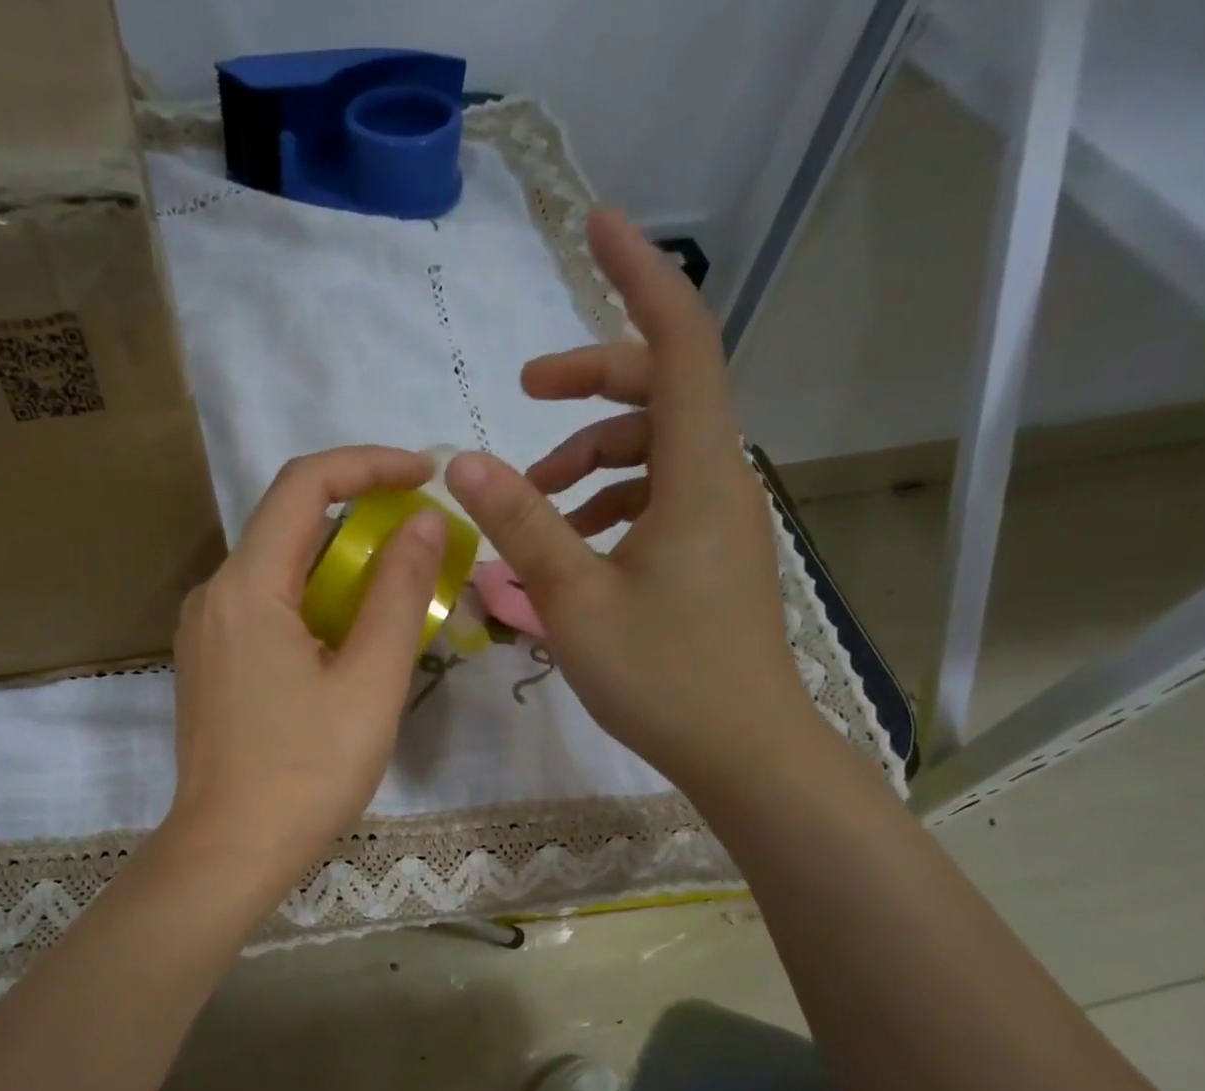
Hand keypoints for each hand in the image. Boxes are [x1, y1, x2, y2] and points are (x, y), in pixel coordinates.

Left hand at [164, 447, 446, 891]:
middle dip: (362, 520)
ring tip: (397, 599)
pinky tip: (349, 644)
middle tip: (424, 545)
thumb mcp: (370, 680)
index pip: (304, 484)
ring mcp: (205, 632)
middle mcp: (214, 595)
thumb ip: (399, 592)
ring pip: (279, 572)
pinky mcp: (210, 664)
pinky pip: (265, 610)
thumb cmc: (306, 771)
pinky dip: (314, 605)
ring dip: (340, 569)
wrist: (229, 851)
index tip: (425, 475)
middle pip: (289, 526)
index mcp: (246, 586)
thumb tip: (424, 522)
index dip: (368, 464)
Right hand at [443, 210, 819, 793]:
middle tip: (524, 400)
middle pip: (661, 391)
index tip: (597, 227)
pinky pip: (657, 496)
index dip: (638, 276)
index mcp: (696, 475)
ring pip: (654, 449)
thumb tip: (463, 461)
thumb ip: (521, 525)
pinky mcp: (708, 552)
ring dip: (590, 456)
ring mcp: (716, 519)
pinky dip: (608, 501)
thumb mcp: (574, 600)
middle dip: (589, 383)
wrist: (742, 750)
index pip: (679, 342)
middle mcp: (717, 481)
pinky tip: (571, 543)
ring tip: (534, 500)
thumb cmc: (661, 676)